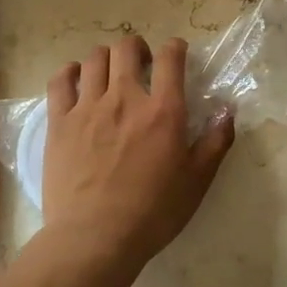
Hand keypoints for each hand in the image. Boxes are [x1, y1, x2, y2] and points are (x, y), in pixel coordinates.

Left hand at [40, 35, 233, 277]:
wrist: (94, 238)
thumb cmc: (152, 213)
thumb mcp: (197, 181)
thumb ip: (215, 142)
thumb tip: (227, 111)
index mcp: (163, 111)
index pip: (171, 57)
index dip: (175, 48)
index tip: (176, 54)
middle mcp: (125, 98)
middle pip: (127, 48)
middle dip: (138, 48)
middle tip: (141, 65)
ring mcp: (88, 107)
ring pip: (94, 59)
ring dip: (106, 58)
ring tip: (110, 74)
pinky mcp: (59, 122)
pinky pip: (60, 80)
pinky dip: (70, 72)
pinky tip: (76, 79)